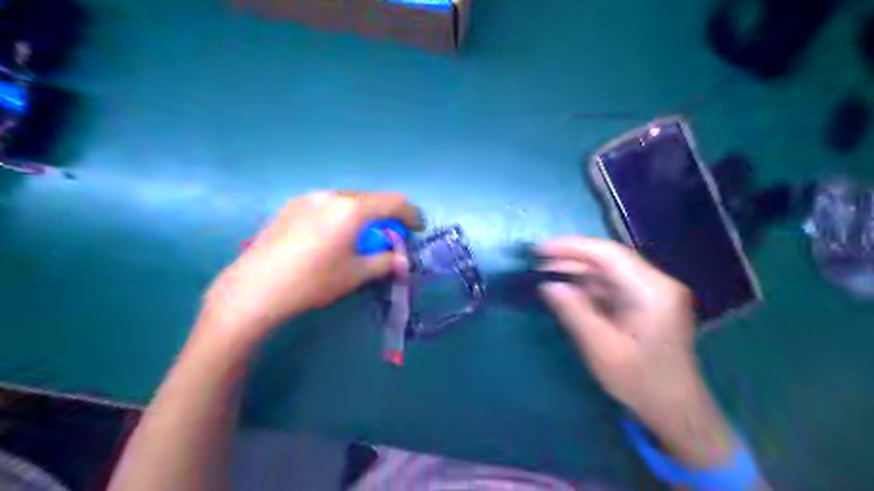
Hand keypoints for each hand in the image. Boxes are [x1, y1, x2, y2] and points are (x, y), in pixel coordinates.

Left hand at [204, 190, 425, 342]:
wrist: (255, 288)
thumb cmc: (314, 280)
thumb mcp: (355, 274)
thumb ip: (385, 262)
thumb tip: (403, 262)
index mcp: (352, 209)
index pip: (393, 201)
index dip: (411, 213)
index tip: (417, 228)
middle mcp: (331, 195)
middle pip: (369, 199)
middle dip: (385, 216)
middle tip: (386, 238)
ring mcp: (307, 198)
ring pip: (346, 201)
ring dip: (361, 216)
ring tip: (357, 239)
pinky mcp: (290, 206)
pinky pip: (326, 205)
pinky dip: (339, 216)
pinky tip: (329, 238)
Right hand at [537, 238, 731, 468]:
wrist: (676, 410)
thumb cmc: (640, 382)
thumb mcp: (600, 348)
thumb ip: (573, 311)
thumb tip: (547, 284)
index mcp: (652, 291)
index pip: (608, 254)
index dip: (571, 247)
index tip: (540, 250)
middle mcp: (657, 283)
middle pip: (609, 258)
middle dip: (572, 258)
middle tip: (538, 264)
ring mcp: (654, 291)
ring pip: (610, 270)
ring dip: (579, 271)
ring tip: (547, 274)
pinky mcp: (648, 301)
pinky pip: (613, 284)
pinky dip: (589, 284)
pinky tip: (568, 289)